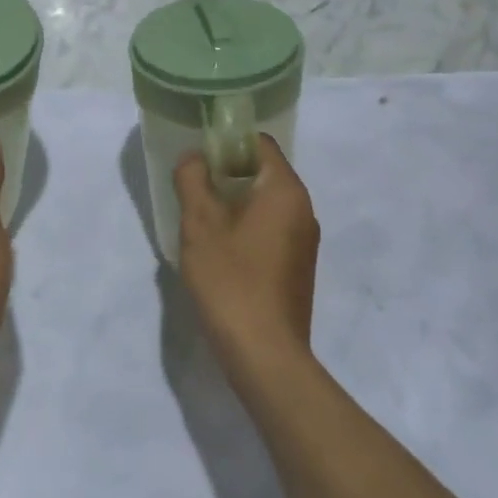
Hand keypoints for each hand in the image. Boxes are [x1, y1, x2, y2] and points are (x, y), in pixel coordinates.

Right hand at [174, 135, 319, 375]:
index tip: (198, 160)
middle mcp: (303, 209)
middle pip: (263, 172)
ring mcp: (304, 240)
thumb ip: (192, 180)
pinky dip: (246, 228)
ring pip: (266, 203)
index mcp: (286, 190)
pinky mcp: (298, 267)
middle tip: (193, 190)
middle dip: (227, 174)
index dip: (227, 143)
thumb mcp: (199, 224)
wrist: (265, 353)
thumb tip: (194, 158)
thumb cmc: (231, 280)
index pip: (260, 144)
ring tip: (201, 222)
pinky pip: (271, 229)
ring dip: (234, 203)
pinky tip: (221, 252)